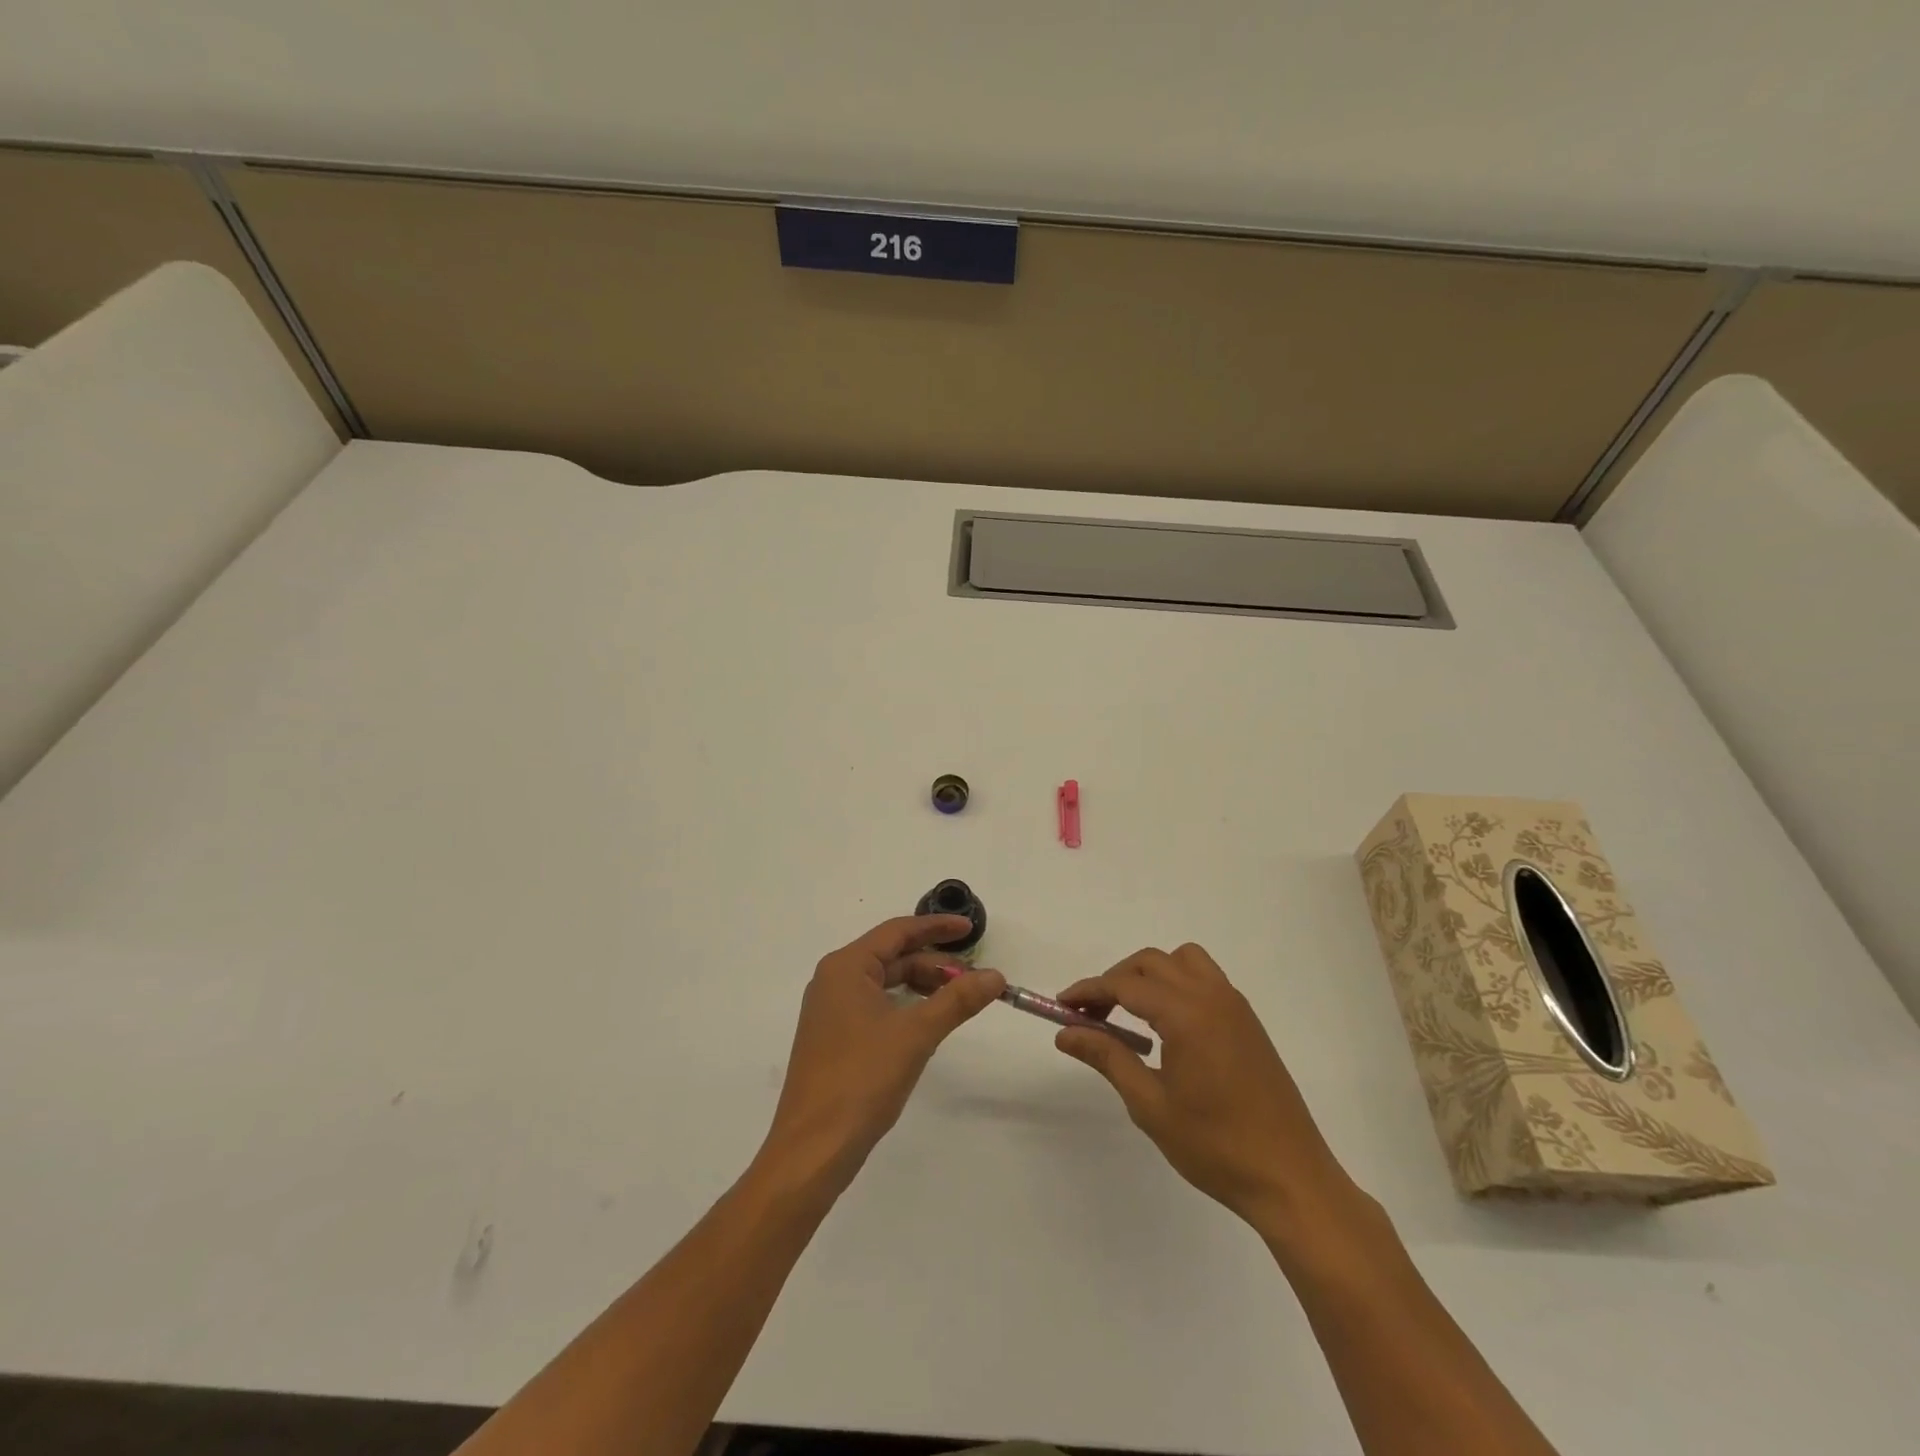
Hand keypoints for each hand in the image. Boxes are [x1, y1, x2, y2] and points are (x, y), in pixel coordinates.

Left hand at [763, 915, 1005, 1193]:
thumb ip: (957, 1000)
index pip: (897, 932)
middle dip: (934, 962)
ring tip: (959, 998)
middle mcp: (834, 980)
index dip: (936, 927)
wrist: (813, 1148)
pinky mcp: (834, 1038)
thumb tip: (995, 976)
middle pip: (891, 956)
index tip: (970, 928)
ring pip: (885, 983)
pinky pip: (876, 1005)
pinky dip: (906, 1005)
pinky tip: (929, 1020)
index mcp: (846, 967)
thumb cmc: (862, 1079)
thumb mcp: (916, 1034)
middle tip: (974, 977)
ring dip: (922, 985)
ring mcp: (831, 1011)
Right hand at [1055, 944, 1356, 1232]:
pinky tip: (1167, 1027)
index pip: (1125, 985)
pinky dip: (1177, 984)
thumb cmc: (1215, 1146)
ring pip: (1183, 961)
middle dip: (1115, 980)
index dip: (1089, 991)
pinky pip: (1205, 980)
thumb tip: (1066, 1033)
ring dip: (1150, 975)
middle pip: (1152, 963)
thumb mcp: (1150, 1104)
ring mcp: (1235, 1006)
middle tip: (1091, 1016)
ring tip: (1130, 1013)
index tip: (1061, 1006)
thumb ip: (1107, 1058)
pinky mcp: (1248, 1021)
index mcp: (1186, 1014)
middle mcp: (1211, 996)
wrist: (1290, 1178)